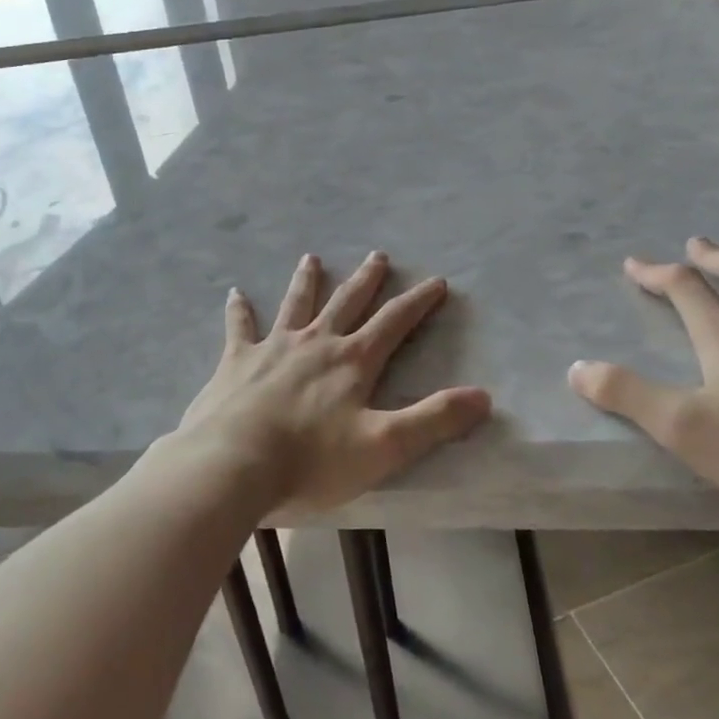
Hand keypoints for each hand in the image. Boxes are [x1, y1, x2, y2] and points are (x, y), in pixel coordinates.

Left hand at [173, 251, 490, 512]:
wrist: (235, 463)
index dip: (417, 302)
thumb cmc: (312, 461)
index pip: (393, 323)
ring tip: (311, 258)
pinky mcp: (237, 360)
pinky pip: (239, 327)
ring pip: (295, 305)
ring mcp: (273, 347)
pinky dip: (239, 310)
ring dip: (306, 281)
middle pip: (346, 303)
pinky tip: (235, 293)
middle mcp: (315, 343)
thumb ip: (433, 420)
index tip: (436, 281)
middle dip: (366, 280)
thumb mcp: (384, 447)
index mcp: (352, 362)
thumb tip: (483, 396)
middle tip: (377, 255)